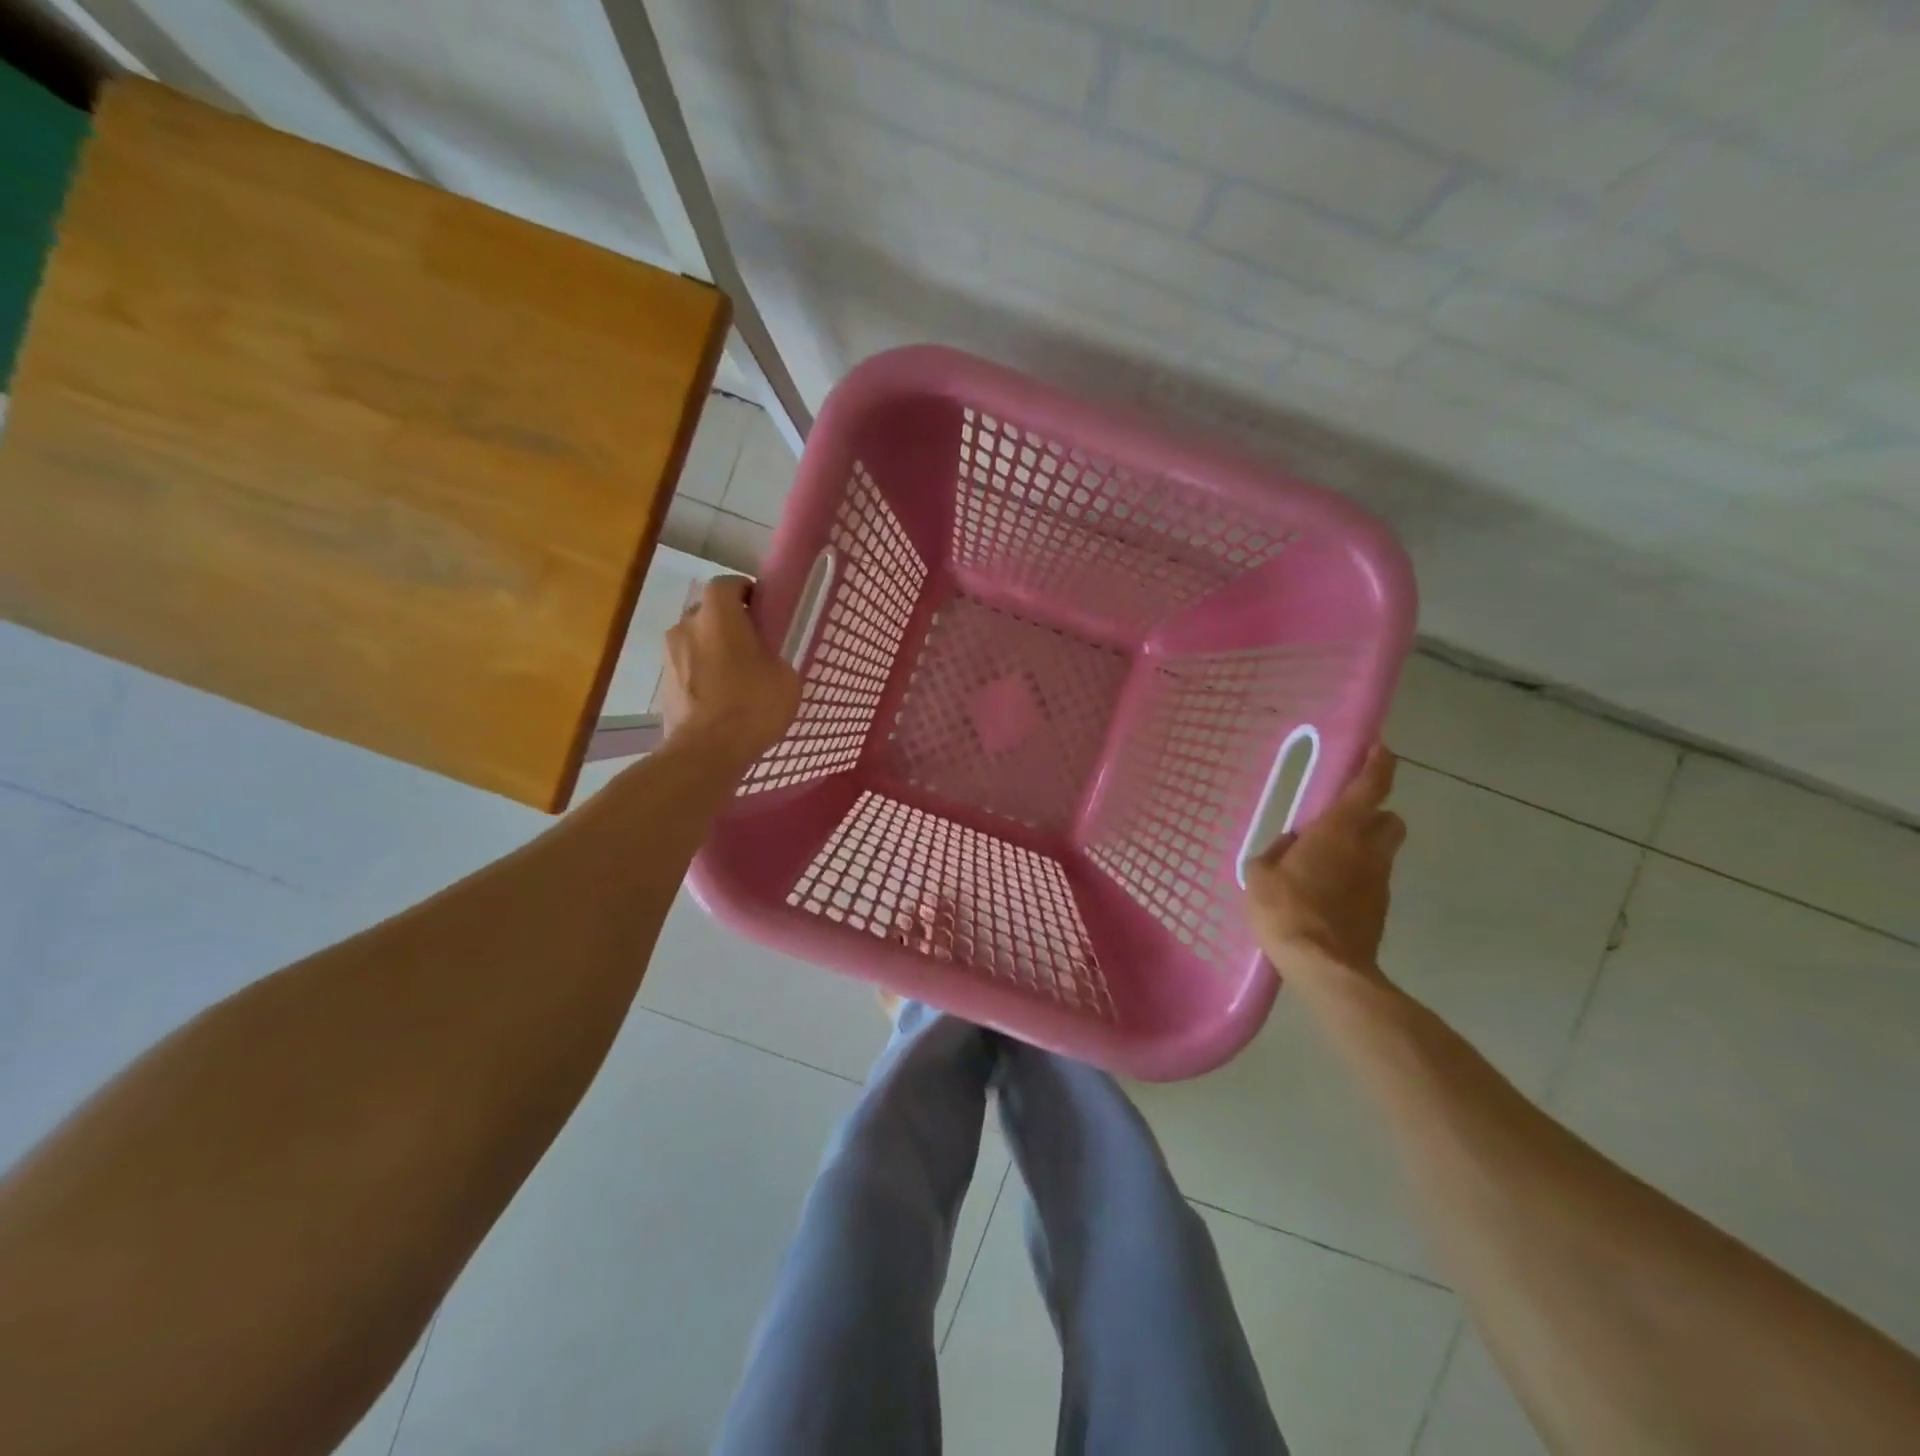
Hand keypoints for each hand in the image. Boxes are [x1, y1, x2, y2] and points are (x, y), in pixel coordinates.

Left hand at [660, 577, 800, 766]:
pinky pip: (687, 668)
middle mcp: (686, 625)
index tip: (761, 609)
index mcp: (718, 615)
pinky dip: (701, 674)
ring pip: (695, 641)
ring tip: (735, 675)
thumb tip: (765, 659)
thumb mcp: (785, 678)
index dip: (745, 592)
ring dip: (712, 650)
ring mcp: (669, 655)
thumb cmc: (752, 706)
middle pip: (708, 612)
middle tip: (751, 644)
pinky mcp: (663, 684)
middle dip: (727, 622)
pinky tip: (719, 697)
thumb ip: (774, 656)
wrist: (706, 751)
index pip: (727, 584)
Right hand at [1244, 743, 1405, 981]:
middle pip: (1391, 819)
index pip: (1370, 786)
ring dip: (1363, 849)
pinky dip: (1356, 879)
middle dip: (1376, 813)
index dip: (1378, 764)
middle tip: (1345, 820)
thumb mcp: (1260, 874)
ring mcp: (1378, 882)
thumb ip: (1276, 852)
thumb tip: (1290, 845)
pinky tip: (1327, 894)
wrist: (1324, 966)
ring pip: (1382, 852)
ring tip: (1327, 862)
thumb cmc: (1286, 910)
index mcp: (1338, 831)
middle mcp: (1368, 850)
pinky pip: (1371, 881)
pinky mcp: (1379, 910)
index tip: (1381, 748)